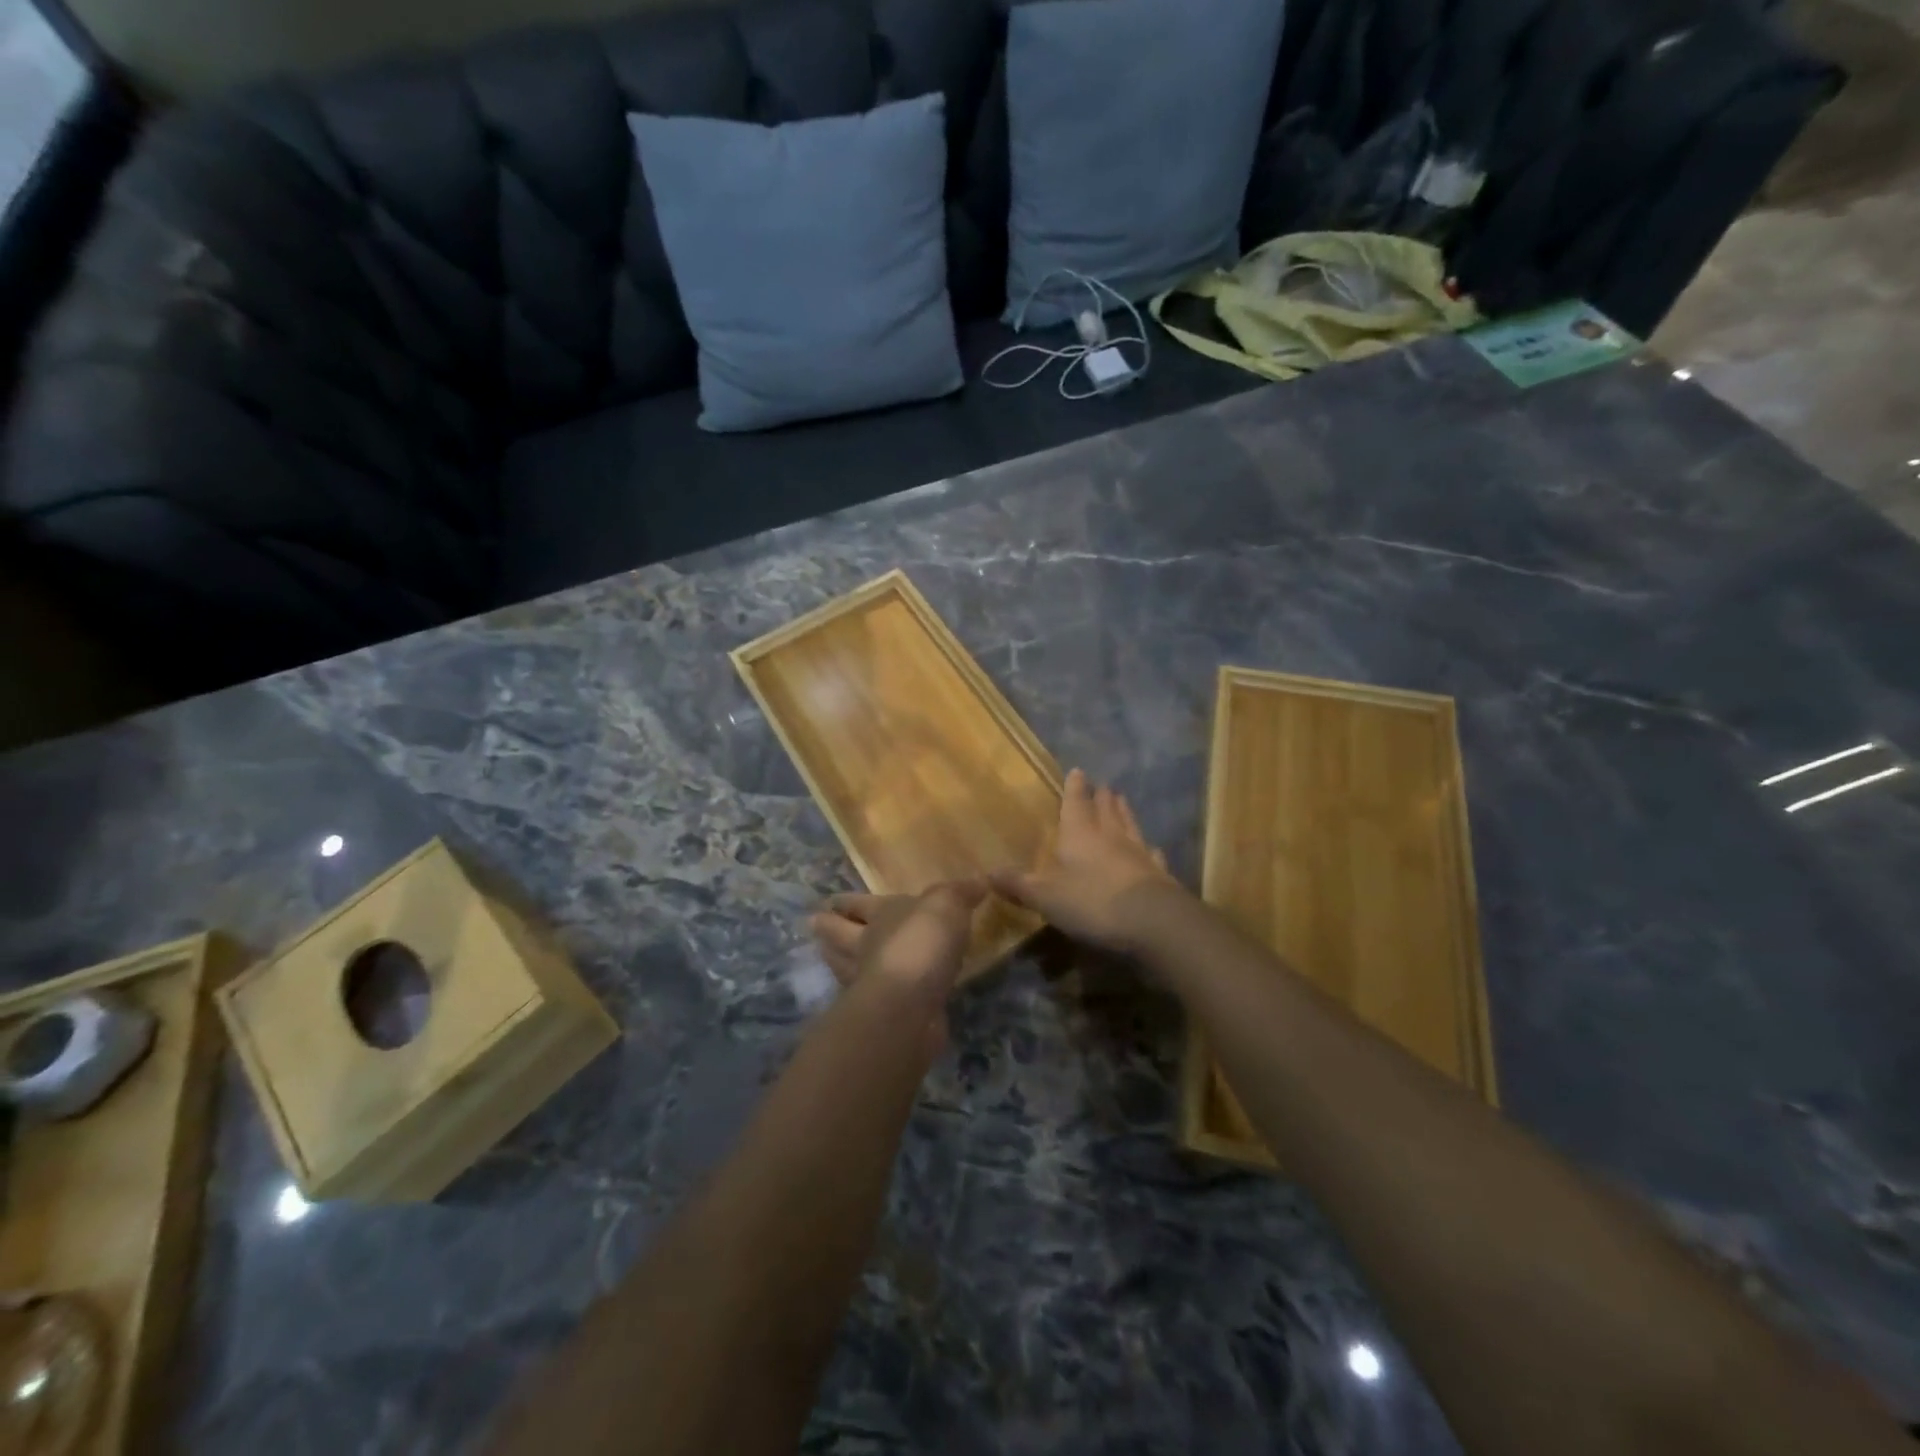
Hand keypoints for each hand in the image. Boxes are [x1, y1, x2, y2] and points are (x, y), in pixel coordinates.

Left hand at [809, 881, 985, 1054]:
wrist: (912, 1001)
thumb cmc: (922, 941)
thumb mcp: (947, 904)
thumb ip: (960, 892)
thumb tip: (979, 880)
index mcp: (880, 914)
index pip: (859, 904)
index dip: (846, 901)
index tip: (830, 901)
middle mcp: (867, 946)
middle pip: (840, 935)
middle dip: (828, 929)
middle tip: (814, 924)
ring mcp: (869, 981)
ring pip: (846, 967)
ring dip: (836, 961)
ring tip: (827, 955)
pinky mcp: (882, 1013)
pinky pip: (873, 996)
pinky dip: (870, 992)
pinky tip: (875, 993)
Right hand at [989, 768, 1183, 952]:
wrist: (1152, 920)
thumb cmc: (1092, 901)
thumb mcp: (1046, 896)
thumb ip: (1019, 885)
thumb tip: (987, 873)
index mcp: (1080, 834)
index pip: (1075, 803)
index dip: (1075, 788)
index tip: (1078, 771)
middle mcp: (1110, 836)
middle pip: (1106, 809)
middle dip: (1102, 796)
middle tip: (1103, 785)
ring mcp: (1138, 853)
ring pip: (1130, 825)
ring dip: (1124, 812)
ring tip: (1122, 800)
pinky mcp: (1158, 873)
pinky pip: (1151, 854)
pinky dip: (1148, 848)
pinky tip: (1152, 848)